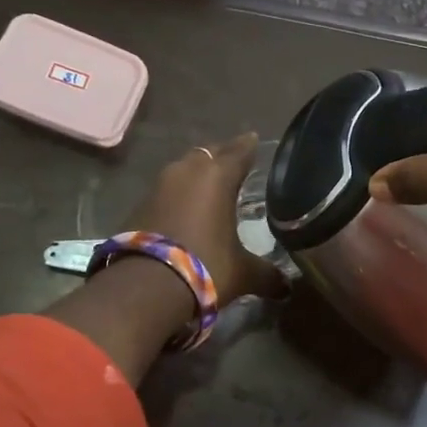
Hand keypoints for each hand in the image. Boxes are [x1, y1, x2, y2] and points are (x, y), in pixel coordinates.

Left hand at [119, 133, 286, 306]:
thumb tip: (287, 287)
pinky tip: (185, 209)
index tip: (255, 139)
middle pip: (208, 154)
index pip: (239, 151)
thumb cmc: (205, 267)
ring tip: (210, 185)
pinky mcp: (139, 205)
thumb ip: (267, 274)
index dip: (249, 146)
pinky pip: (166, 191)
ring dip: (196, 175)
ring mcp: (158, 186)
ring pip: (183, 170)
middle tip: (235, 162)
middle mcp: (187, 172)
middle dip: (222, 156)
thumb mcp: (243, 273)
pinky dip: (178, 196)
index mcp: (218, 177)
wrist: (144, 288)